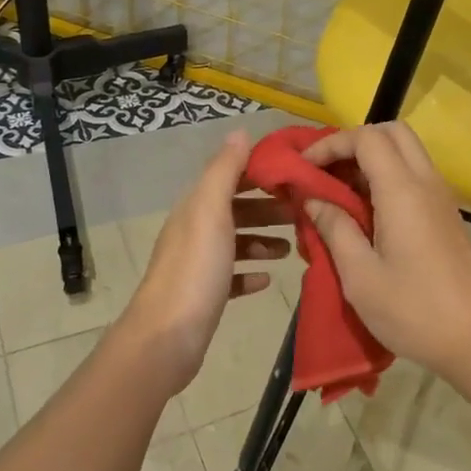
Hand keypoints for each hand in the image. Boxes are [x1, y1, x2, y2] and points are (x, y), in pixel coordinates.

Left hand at [114, 130, 292, 396]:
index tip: (297, 175)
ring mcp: (199, 265)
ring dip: (264, 240)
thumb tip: (238, 132)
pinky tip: (268, 279)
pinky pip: (233, 277)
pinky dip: (251, 273)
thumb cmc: (195, 270)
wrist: (167, 338)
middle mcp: (195, 231)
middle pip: (236, 209)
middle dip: (268, 208)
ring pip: (236, 242)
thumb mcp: (211, 212)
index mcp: (196, 207)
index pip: (230, 176)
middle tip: (303, 213)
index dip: (261, 172)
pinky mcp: (206, 295)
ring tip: (292, 247)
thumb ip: (225, 171)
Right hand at [300, 123, 470, 376]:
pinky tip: (365, 212)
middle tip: (325, 172)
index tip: (303, 168)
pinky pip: (414, 175)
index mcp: (403, 191)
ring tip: (338, 192)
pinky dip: (387, 176)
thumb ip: (334, 228)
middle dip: (354, 142)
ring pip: (406, 152)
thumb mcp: (360, 275)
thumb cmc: (412, 310)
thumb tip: (313, 199)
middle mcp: (426, 182)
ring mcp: (441, 197)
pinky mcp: (446, 214)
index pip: (367, 137)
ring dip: (372, 159)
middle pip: (392, 132)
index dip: (331, 144)